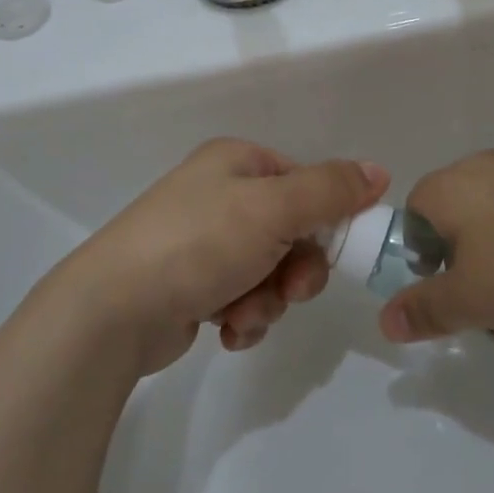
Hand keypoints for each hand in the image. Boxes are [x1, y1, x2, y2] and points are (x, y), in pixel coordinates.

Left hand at [40, 138, 388, 375]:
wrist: (114, 310)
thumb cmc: (198, 244)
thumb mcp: (274, 208)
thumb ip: (331, 190)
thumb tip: (379, 171)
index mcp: (237, 163)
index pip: (306, 182)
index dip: (328, 218)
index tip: (335, 250)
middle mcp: (220, 196)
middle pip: (293, 232)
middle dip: (296, 269)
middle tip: (290, 289)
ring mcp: (203, 242)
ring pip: (271, 271)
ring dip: (269, 299)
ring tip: (243, 313)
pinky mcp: (193, 285)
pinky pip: (243, 298)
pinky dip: (244, 316)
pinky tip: (226, 329)